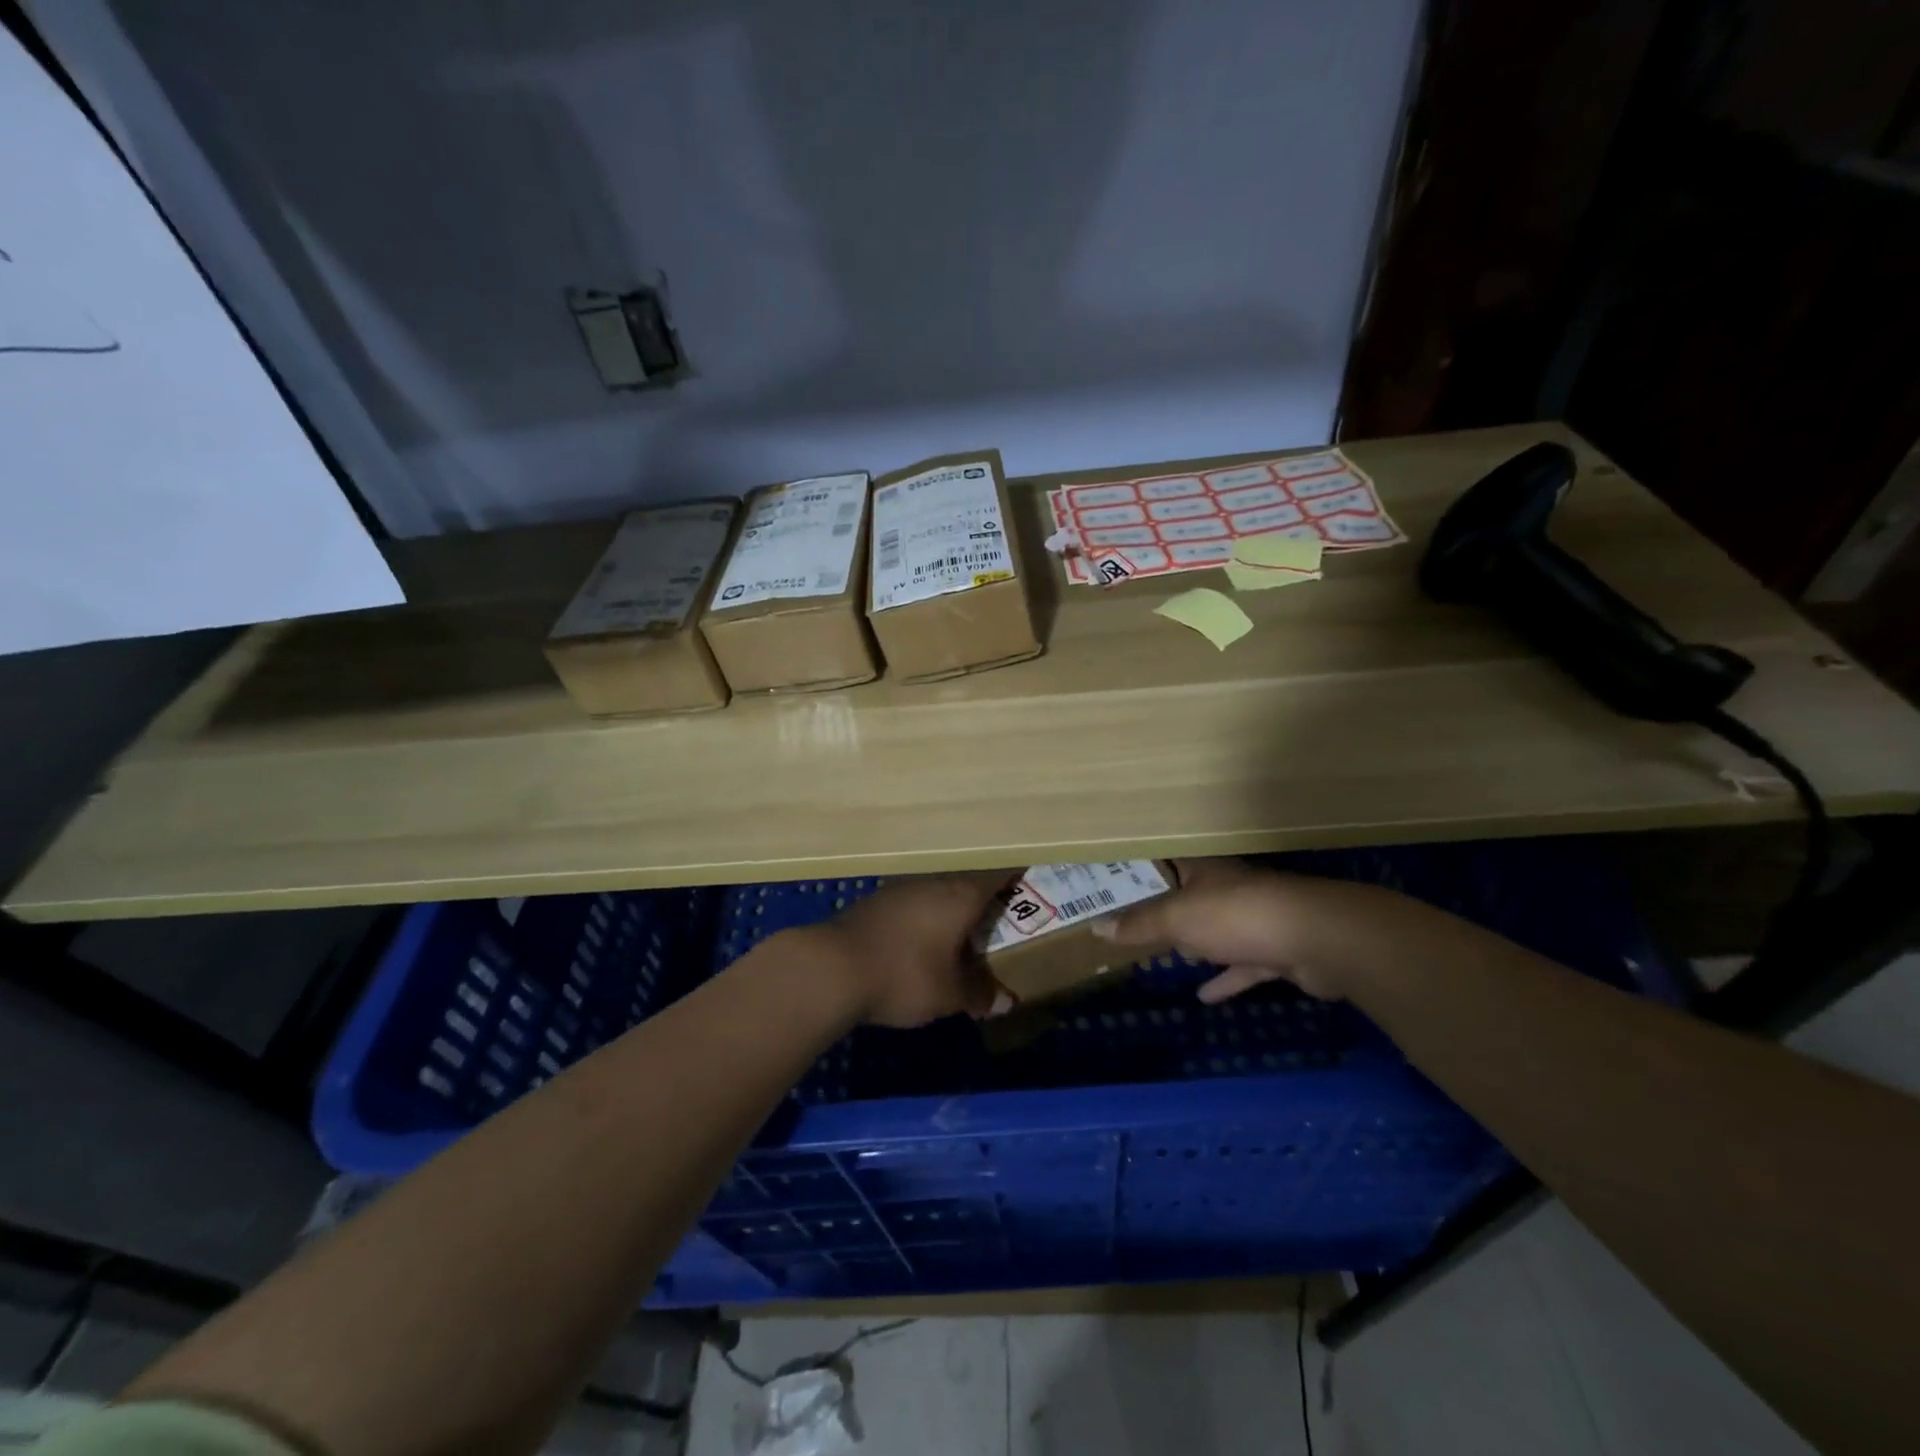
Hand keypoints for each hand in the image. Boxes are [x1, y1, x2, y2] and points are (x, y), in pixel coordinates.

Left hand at [801, 873, 1016, 1027]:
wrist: (831, 967)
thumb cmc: (904, 975)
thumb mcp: (949, 994)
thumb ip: (980, 995)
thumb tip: (1007, 1002)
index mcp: (961, 896)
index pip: (998, 876)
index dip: (1016, 879)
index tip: (1030, 885)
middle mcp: (934, 883)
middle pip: (968, 884)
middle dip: (984, 902)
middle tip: (1000, 922)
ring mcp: (901, 889)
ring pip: (938, 893)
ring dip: (951, 911)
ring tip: (962, 936)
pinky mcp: (875, 903)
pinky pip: (913, 905)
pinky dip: (925, 919)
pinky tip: (921, 943)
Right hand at [1091, 858, 1396, 1002]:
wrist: (1318, 939)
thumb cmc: (1237, 915)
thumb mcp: (1177, 918)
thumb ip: (1139, 924)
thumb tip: (1097, 927)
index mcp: (1203, 870)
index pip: (1164, 862)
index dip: (1138, 870)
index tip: (1111, 882)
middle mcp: (1227, 888)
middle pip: (1188, 896)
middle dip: (1164, 910)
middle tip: (1131, 923)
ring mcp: (1254, 919)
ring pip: (1215, 931)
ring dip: (1196, 944)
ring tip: (1168, 957)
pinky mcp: (1275, 951)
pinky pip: (1241, 965)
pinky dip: (1225, 979)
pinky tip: (1204, 997)